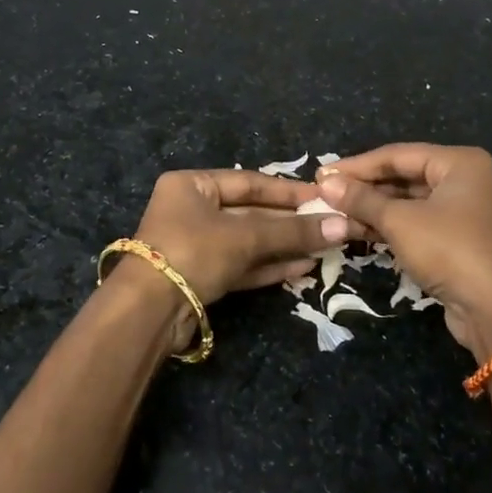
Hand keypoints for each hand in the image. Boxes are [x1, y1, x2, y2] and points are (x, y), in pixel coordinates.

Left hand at [122, 169, 347, 336]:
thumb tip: (344, 225)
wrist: (148, 310)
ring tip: (324, 247)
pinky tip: (302, 267)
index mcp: (191, 185)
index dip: (288, 191)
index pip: (248, 182)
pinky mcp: (201, 276)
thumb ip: (293, 232)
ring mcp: (195, 245)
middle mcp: (191, 210)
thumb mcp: (245, 236)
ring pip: (247, 241)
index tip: (323, 196)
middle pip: (250, 212)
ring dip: (284, 245)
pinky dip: (269, 265)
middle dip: (289, 222)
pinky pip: (241, 264)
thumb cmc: (193, 251)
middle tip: (330, 225)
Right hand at [318, 144, 491, 361]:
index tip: (321, 174)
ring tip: (333, 214)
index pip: (396, 154)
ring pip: (407, 202)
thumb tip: (325, 182)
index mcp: (458, 163)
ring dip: (371, 209)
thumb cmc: (450, 251)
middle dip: (363, 188)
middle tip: (324, 194)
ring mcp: (462, 212)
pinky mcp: (457, 240)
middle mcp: (464, 180)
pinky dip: (388, 226)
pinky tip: (356, 231)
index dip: (357, 165)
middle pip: (402, 176)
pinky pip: (415, 223)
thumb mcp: (400, 221)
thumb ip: (361, 199)